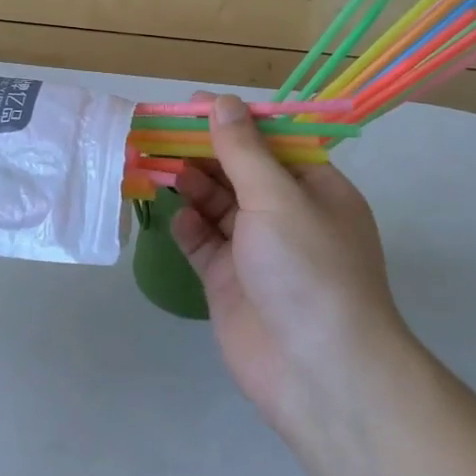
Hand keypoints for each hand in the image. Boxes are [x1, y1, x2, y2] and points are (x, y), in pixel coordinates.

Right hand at [170, 94, 410, 437]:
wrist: (318, 373)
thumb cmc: (308, 270)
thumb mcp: (278, 198)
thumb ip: (243, 151)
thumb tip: (221, 102)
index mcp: (314, 188)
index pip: (270, 142)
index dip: (232, 121)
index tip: (190, 106)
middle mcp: (287, 215)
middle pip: (239, 171)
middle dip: (203, 152)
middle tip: (159, 132)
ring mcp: (257, 250)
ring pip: (217, 205)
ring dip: (191, 184)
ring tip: (157, 166)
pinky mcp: (230, 281)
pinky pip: (204, 242)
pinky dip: (189, 226)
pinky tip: (175, 215)